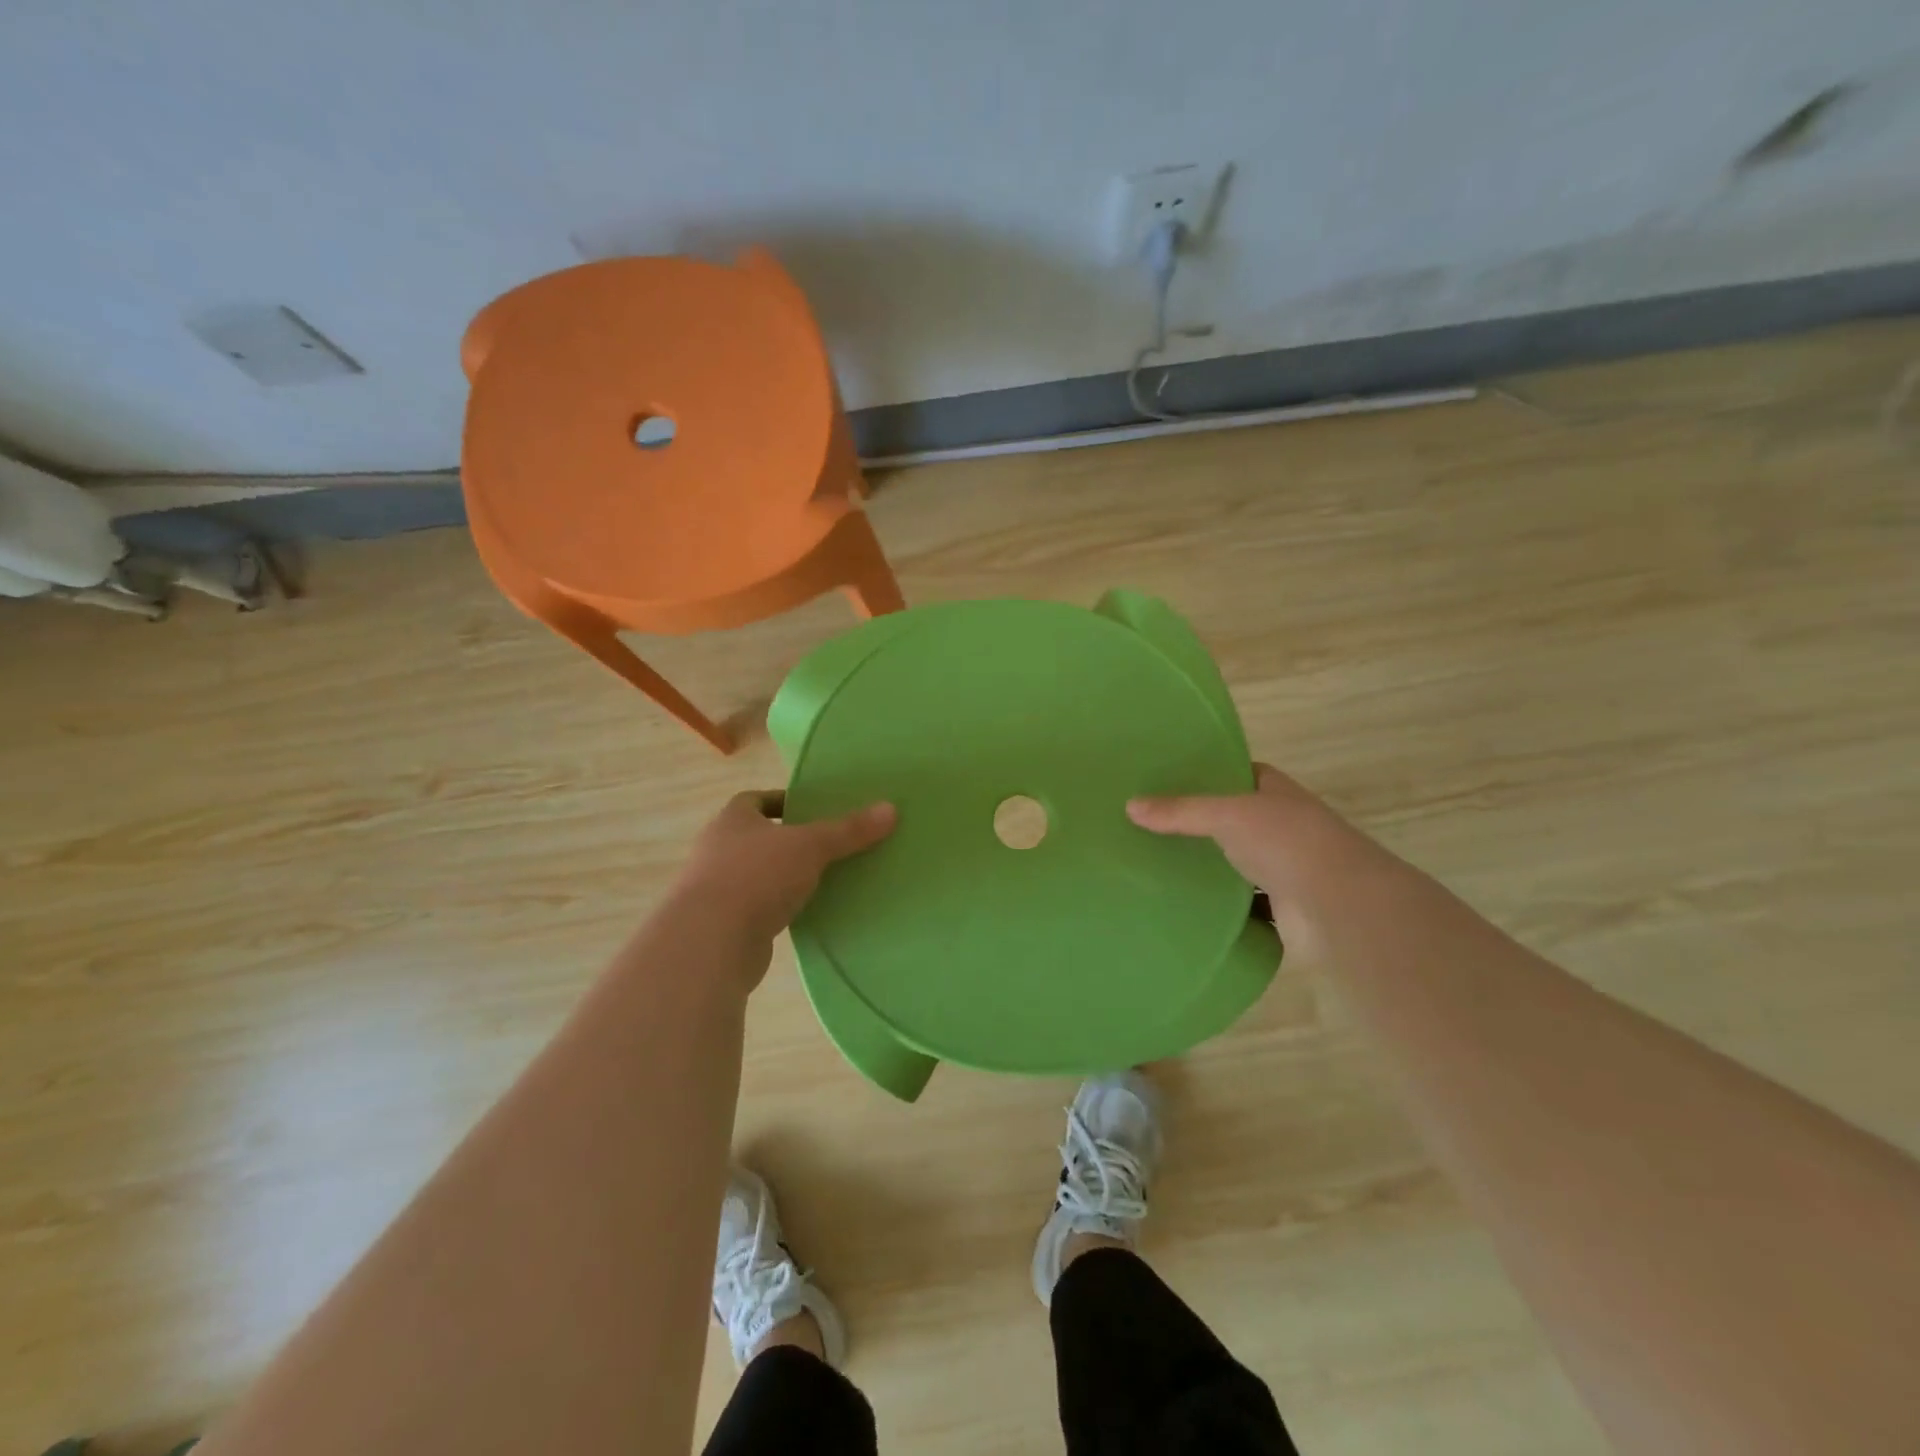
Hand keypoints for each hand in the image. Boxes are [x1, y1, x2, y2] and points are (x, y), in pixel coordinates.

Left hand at [672, 790, 896, 951]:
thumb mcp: (811, 846)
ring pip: (756, 874)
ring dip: (782, 876)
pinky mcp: (722, 925)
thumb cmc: (757, 876)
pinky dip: (777, 907)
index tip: (811, 810)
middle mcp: (717, 849)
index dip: (782, 801)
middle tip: (826, 845)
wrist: (711, 941)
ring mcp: (715, 889)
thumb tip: (891, 809)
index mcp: (732, 819)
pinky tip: (804, 914)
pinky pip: (756, 907)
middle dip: (787, 841)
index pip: (754, 800)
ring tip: (821, 880)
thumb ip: (849, 830)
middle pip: (756, 837)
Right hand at [1127, 764, 1387, 956]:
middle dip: (1200, 823)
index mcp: (1276, 792)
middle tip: (1150, 823)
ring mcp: (1284, 867)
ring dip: (1209, 865)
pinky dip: (1219, 904)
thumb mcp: (1227, 814)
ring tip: (1157, 862)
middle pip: (1234, 819)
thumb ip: (1180, 811)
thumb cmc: (1288, 842)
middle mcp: (1282, 825)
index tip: (1167, 780)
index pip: (1239, 774)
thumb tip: (1130, 805)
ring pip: (1236, 862)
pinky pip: (1240, 902)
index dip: (1209, 775)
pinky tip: (1184, 902)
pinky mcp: (1280, 906)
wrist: (1339, 906)